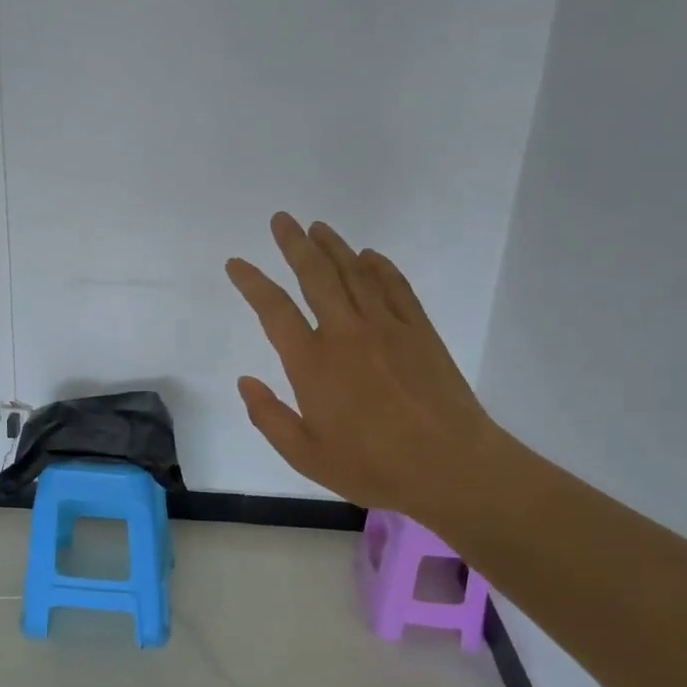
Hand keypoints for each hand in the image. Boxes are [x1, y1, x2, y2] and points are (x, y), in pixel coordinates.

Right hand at [226, 213, 498, 524]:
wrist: (450, 466)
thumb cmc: (373, 466)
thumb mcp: (306, 456)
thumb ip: (269, 418)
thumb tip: (245, 381)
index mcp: (313, 364)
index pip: (274, 310)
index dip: (252, 283)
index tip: (236, 263)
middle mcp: (346, 333)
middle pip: (316, 275)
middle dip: (294, 244)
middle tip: (282, 219)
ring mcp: (387, 327)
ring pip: (355, 273)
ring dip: (334, 247)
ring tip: (318, 227)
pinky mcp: (420, 331)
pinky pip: (396, 287)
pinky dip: (380, 267)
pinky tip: (370, 256)